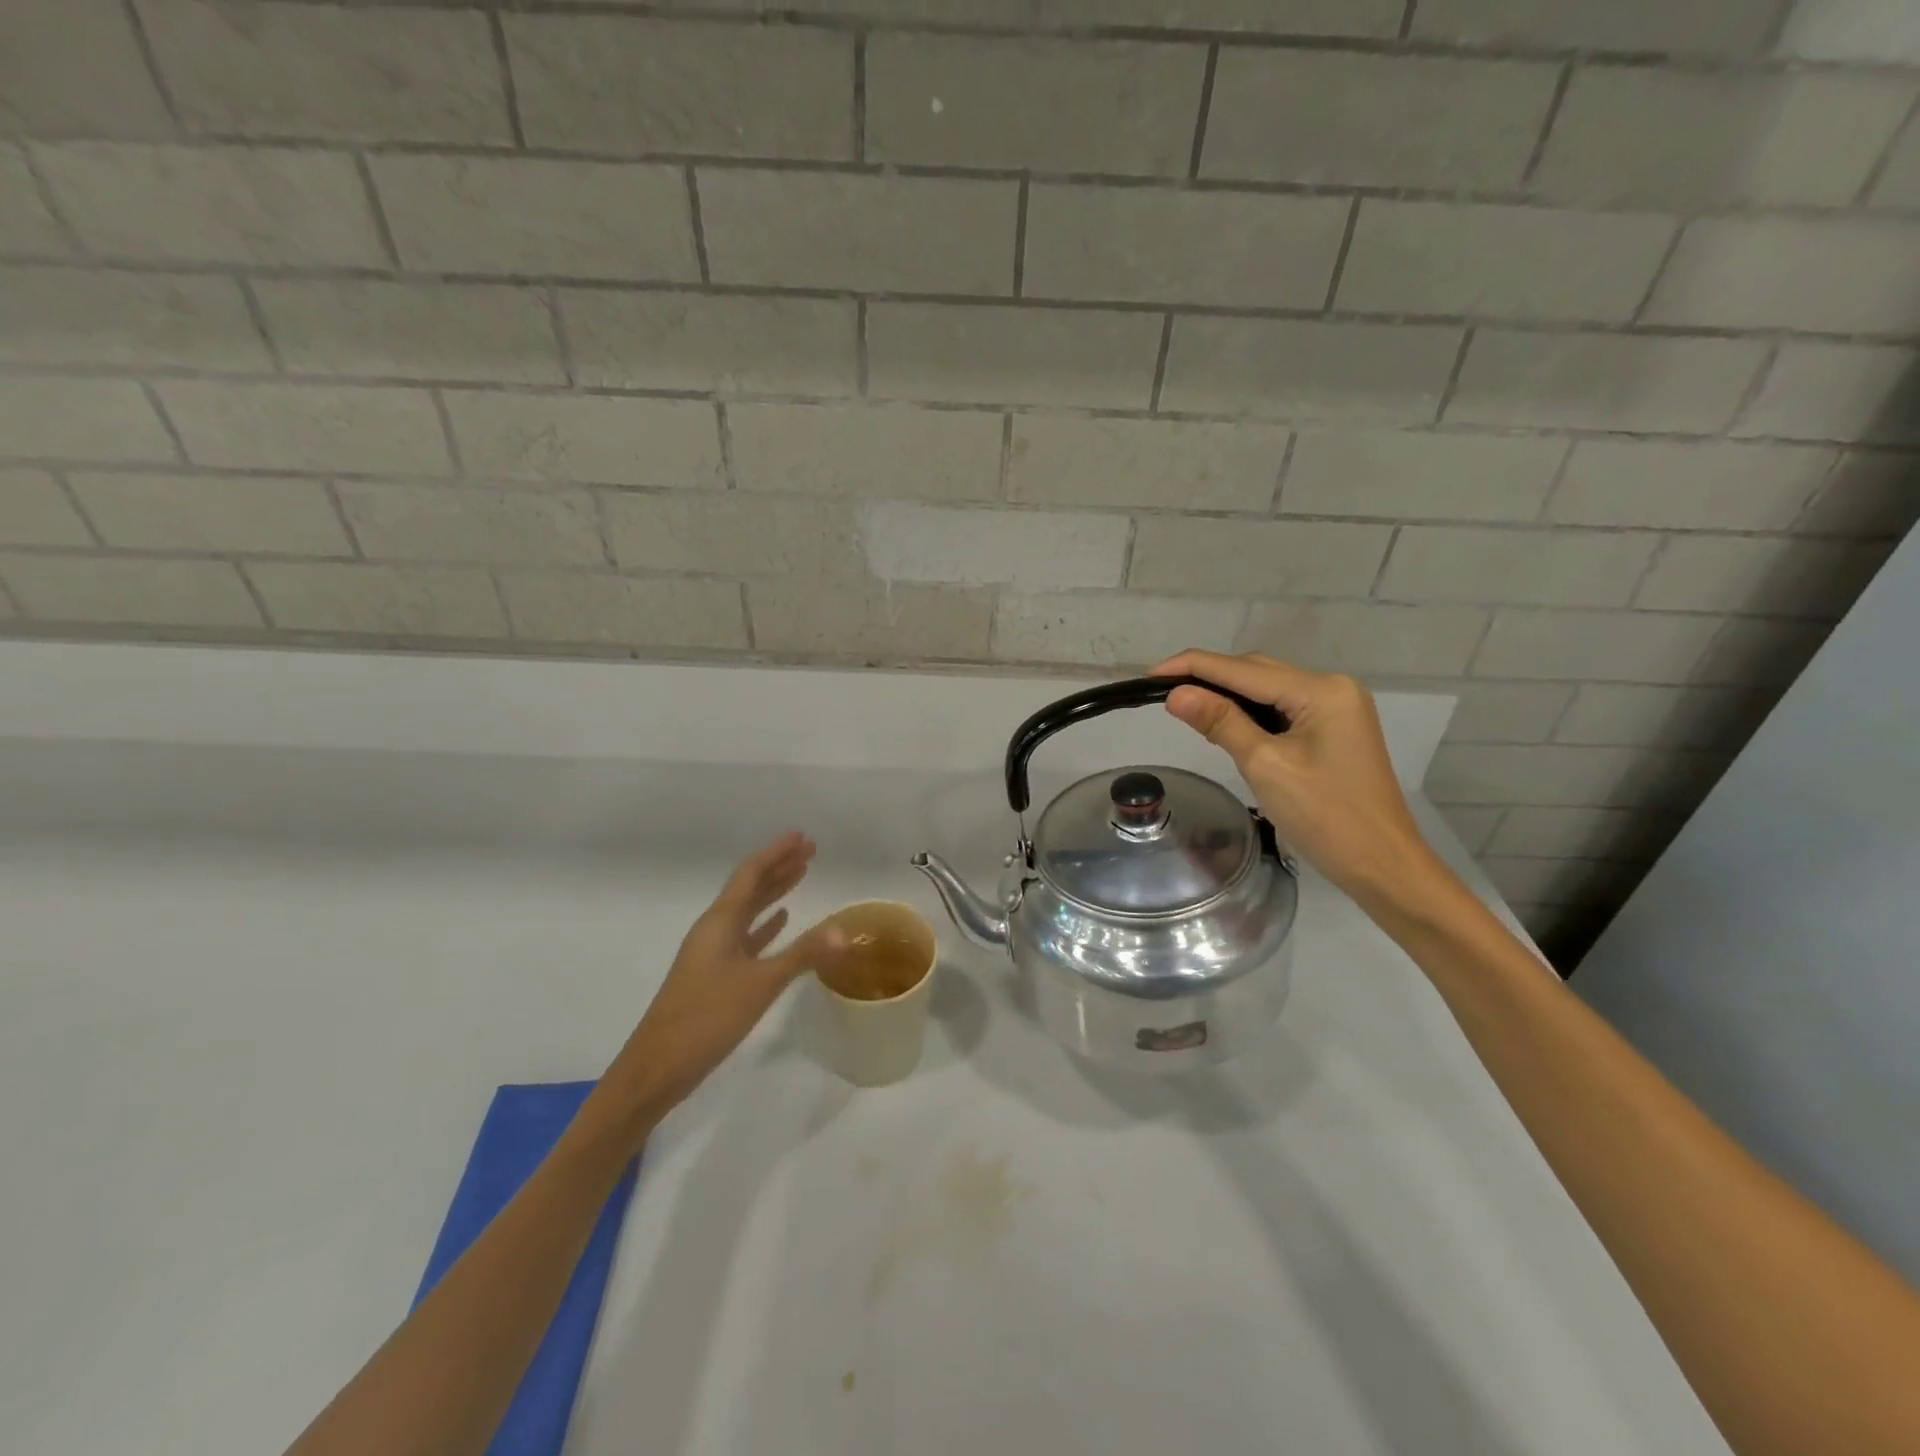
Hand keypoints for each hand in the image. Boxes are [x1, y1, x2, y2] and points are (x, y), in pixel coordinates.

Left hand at [591, 833, 843, 1139]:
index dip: (777, 853)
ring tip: (800, 875)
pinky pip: (745, 937)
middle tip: (809, 851)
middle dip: (779, 867)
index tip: (803, 837)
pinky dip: (764, 925)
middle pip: (749, 887)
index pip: (751, 873)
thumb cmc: (707, 1018)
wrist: (658, 1068)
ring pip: (747, 911)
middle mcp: (714, 929)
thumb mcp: (760, 984)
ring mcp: (712, 953)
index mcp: (720, 921)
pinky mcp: (714, 976)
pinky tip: (780, 921)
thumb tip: (846, 931)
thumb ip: (803, 955)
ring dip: (773, 892)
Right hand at [1152, 651, 1444, 912]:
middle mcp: (1332, 688)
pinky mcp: (1334, 730)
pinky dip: (1249, 713)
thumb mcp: (1265, 765)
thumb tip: (1176, 694)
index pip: (1242, 669)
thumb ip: (1221, 722)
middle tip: (1161, 693)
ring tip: (1184, 705)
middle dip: (1209, 678)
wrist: (1382, 864)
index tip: (1149, 675)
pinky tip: (1224, 722)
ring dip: (1227, 695)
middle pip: (1256, 672)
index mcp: (1321, 690)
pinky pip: (1281, 709)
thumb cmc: (1325, 816)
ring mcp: (1336, 709)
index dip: (1193, 667)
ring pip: (1268, 690)